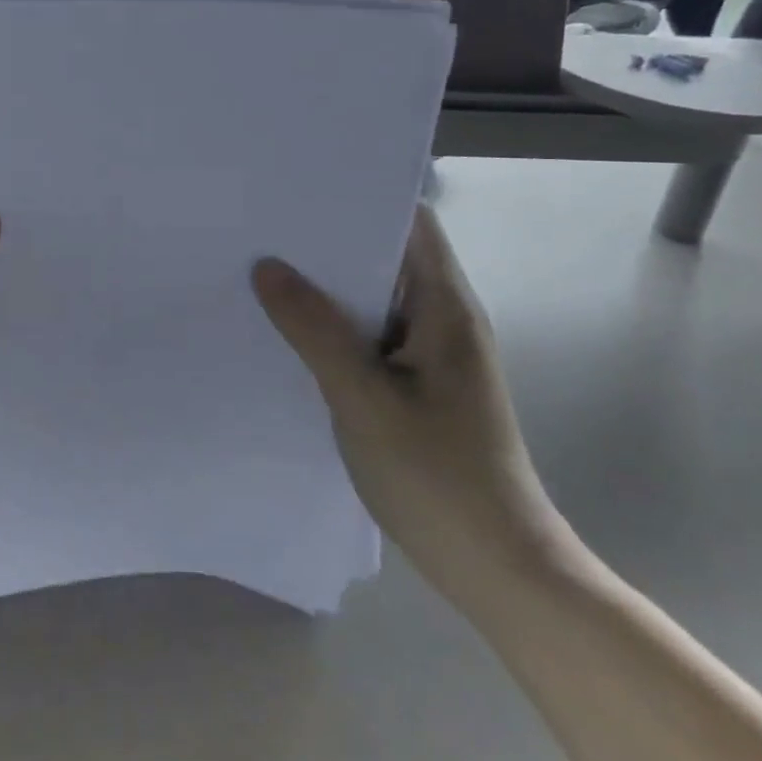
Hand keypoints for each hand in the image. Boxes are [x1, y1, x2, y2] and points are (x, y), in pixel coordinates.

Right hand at [252, 205, 574, 605]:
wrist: (498, 571)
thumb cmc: (438, 477)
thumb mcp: (364, 398)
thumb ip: (315, 329)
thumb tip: (267, 267)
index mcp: (445, 307)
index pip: (411, 223)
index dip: (362, 197)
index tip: (301, 189)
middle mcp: (441, 320)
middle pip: (386, 257)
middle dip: (329, 242)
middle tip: (264, 227)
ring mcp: (429, 356)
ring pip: (373, 300)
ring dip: (327, 287)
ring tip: (262, 269)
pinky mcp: (415, 386)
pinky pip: (368, 337)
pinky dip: (332, 327)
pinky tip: (287, 332)